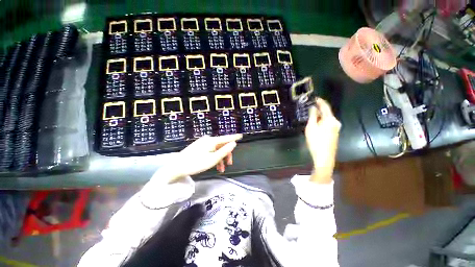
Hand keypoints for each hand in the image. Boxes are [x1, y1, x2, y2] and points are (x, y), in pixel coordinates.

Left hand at [178, 134, 242, 176]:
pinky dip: (214, 158)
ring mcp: (203, 143)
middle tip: (229, 164)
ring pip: (216, 149)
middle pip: (222, 145)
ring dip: (220, 158)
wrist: (177, 167)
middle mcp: (208, 140)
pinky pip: (211, 151)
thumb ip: (225, 151)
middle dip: (226, 154)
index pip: (226, 138)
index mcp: (212, 141)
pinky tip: (215, 166)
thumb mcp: (213, 159)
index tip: (241, 135)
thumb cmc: (196, 163)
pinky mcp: (199, 148)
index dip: (234, 137)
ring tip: (221, 169)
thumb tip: (234, 143)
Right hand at [305, 98, 340, 183]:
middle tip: (310, 107)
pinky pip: (328, 123)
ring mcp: (336, 128)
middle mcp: (336, 122)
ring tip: (311, 116)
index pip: (325, 106)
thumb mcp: (311, 127)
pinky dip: (322, 121)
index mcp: (330, 119)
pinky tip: (316, 124)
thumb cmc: (316, 141)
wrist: (324, 157)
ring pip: (327, 118)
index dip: (320, 101)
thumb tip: (313, 107)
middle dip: (319, 109)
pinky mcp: (335, 133)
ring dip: (320, 116)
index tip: (314, 97)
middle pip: (327, 112)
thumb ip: (313, 116)